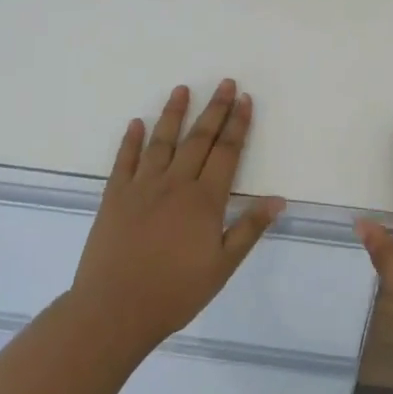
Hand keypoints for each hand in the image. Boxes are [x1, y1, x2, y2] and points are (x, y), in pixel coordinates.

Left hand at [69, 80, 284, 355]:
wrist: (114, 310)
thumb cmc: (175, 292)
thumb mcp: (222, 267)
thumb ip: (249, 229)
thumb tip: (278, 199)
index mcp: (204, 200)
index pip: (226, 152)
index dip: (238, 124)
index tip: (245, 99)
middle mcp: (175, 183)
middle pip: (199, 138)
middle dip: (215, 109)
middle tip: (225, 83)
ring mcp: (142, 186)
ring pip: (162, 141)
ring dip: (173, 113)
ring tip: (182, 89)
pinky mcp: (115, 196)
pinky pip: (124, 160)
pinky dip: (131, 140)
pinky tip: (136, 124)